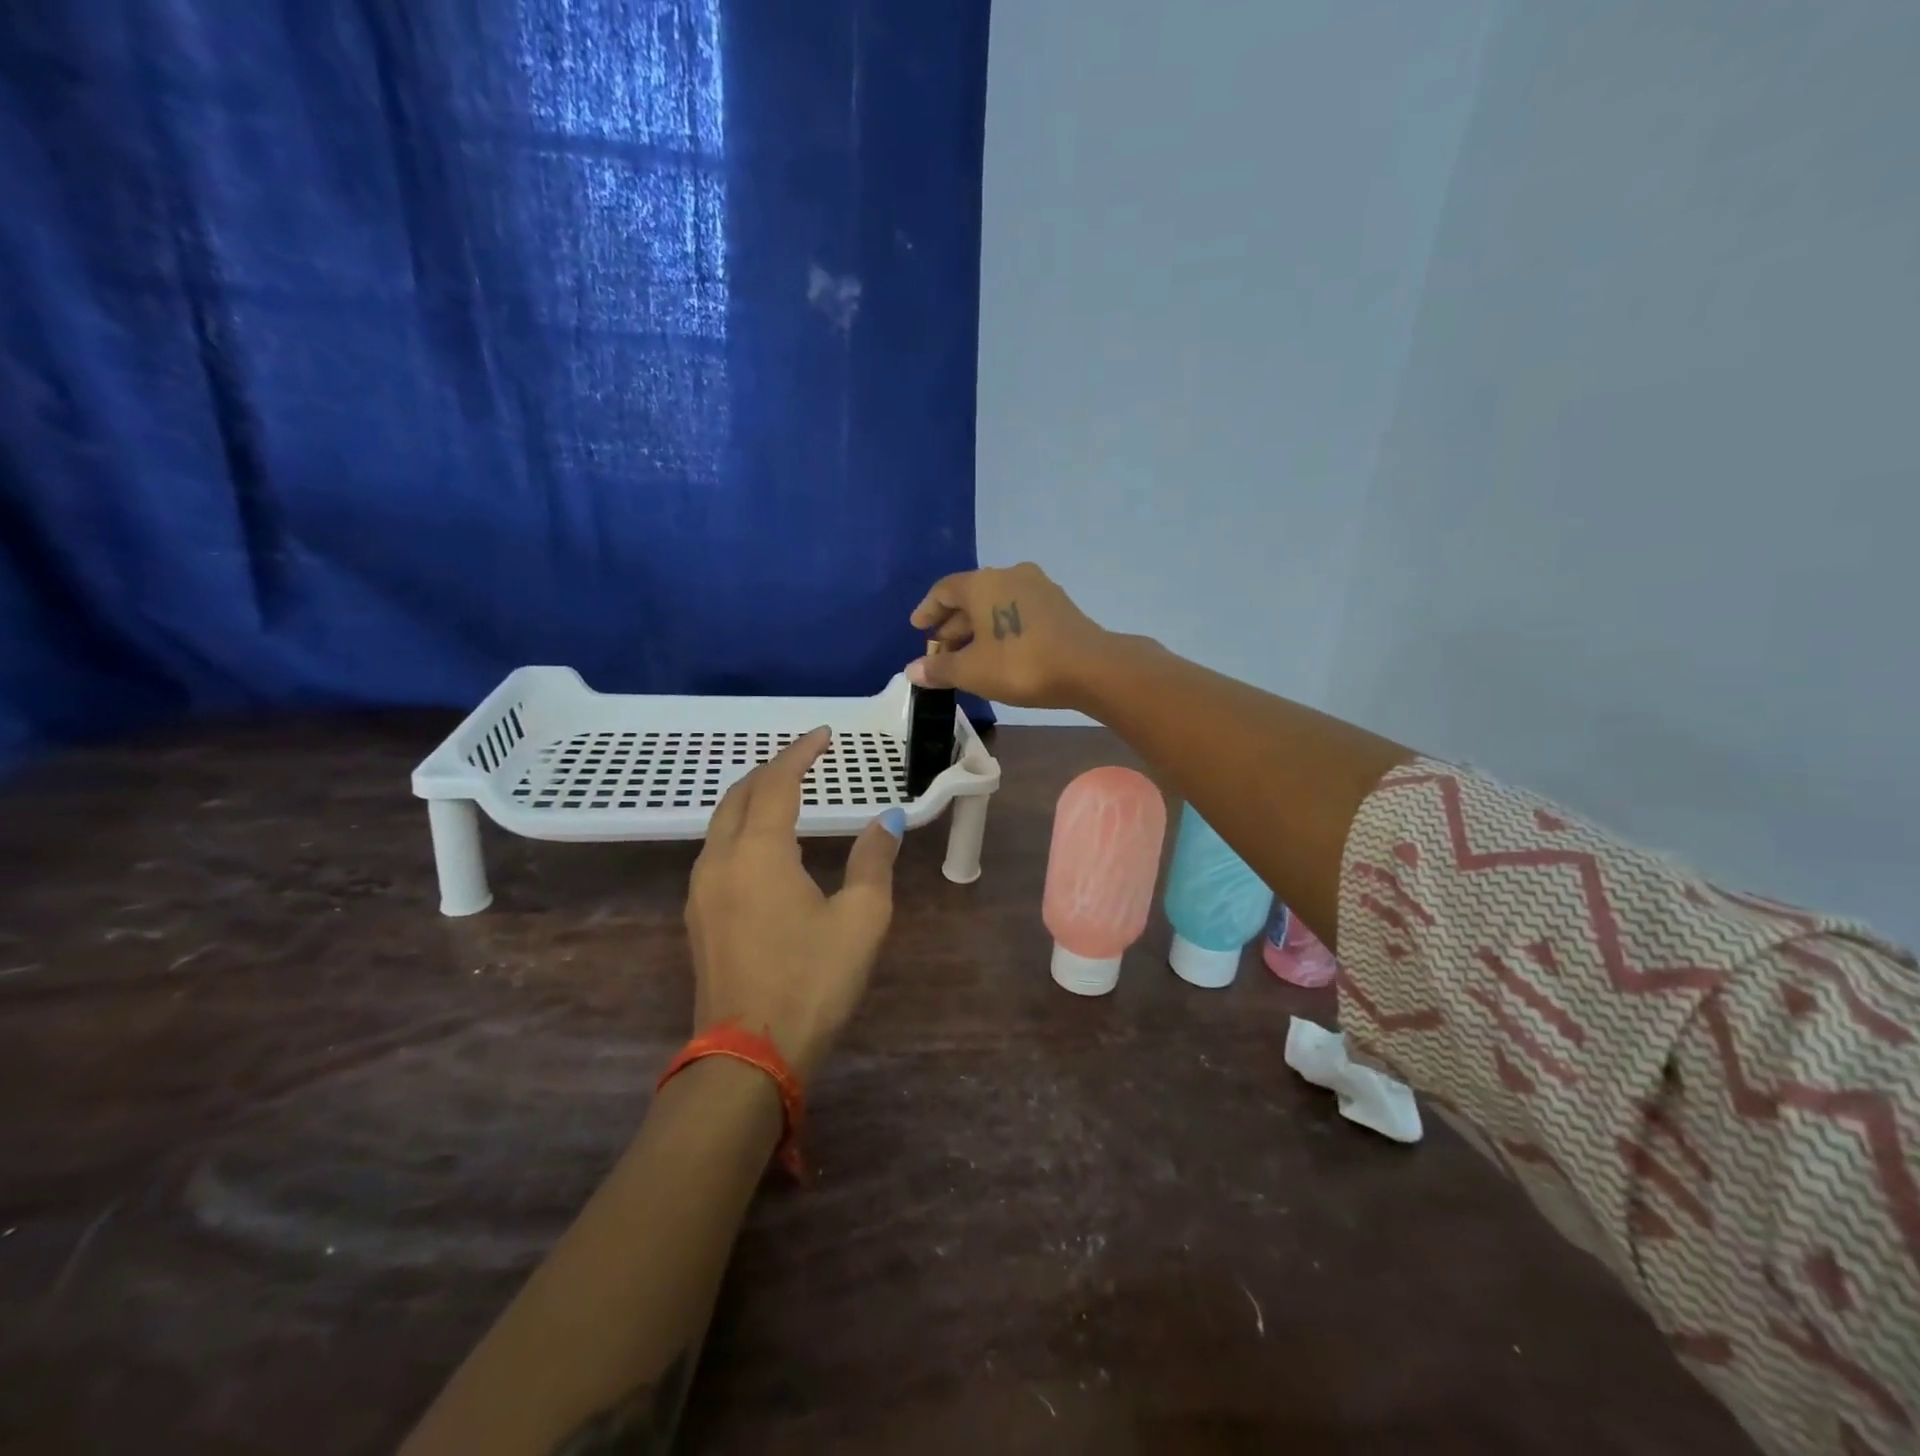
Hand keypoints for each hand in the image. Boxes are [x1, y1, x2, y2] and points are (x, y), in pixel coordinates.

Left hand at [685, 728, 902, 1078]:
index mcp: (758, 852)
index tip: (823, 736)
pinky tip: (763, 846)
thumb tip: (887, 821)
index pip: (777, 783)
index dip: (800, 753)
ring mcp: (702, 890)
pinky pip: (716, 851)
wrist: (749, 1056)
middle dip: (771, 770)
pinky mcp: (699, 917)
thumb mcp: (861, 918)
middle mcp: (720, 860)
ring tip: (785, 794)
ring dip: (751, 798)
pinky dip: (740, 829)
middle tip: (805, 760)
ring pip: (721, 823)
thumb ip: (873, 860)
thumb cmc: (812, 981)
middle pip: (740, 795)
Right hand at [907, 562, 1113, 709]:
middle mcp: (1008, 575)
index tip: (918, 628)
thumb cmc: (1020, 664)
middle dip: (952, 624)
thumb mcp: (972, 671)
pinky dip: (1000, 627)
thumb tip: (911, 670)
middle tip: (940, 651)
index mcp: (982, 583)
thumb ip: (940, 669)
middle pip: (970, 596)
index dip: (927, 610)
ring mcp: (1037, 587)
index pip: (944, 590)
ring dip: (977, 627)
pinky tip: (998, 652)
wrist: (1089, 667)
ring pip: (995, 604)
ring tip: (967, 655)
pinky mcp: (1057, 604)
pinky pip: (1016, 610)